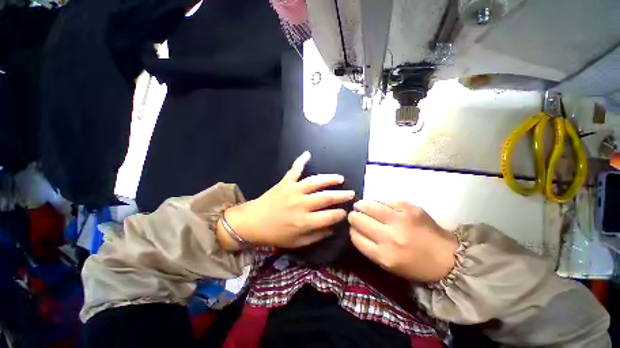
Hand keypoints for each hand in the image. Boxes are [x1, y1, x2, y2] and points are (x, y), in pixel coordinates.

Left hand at [217, 151, 354, 250]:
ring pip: (315, 182)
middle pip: (326, 197)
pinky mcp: (285, 182)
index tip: (346, 212)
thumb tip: (333, 229)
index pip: (329, 216)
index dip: (340, 214)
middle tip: (351, 194)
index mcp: (304, 221)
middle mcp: (301, 204)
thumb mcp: (296, 243)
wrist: (252, 223)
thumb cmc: (274, 235)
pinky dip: (300, 161)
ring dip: (329, 179)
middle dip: (341, 196)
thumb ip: (316, 236)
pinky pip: (294, 170)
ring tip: (340, 178)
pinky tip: (307, 154)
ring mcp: (293, 190)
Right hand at [348, 200, 457, 282]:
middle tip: (355, 214)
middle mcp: (390, 237)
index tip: (353, 227)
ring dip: (361, 205)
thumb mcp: (389, 265)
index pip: (355, 237)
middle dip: (353, 216)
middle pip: (359, 219)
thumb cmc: (415, 265)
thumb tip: (356, 229)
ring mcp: (400, 220)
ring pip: (369, 206)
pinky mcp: (410, 208)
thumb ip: (369, 248)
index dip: (352, 230)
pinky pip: (386, 201)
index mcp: (384, 256)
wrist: (448, 258)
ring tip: (360, 205)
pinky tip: (381, 206)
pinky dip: (380, 203)